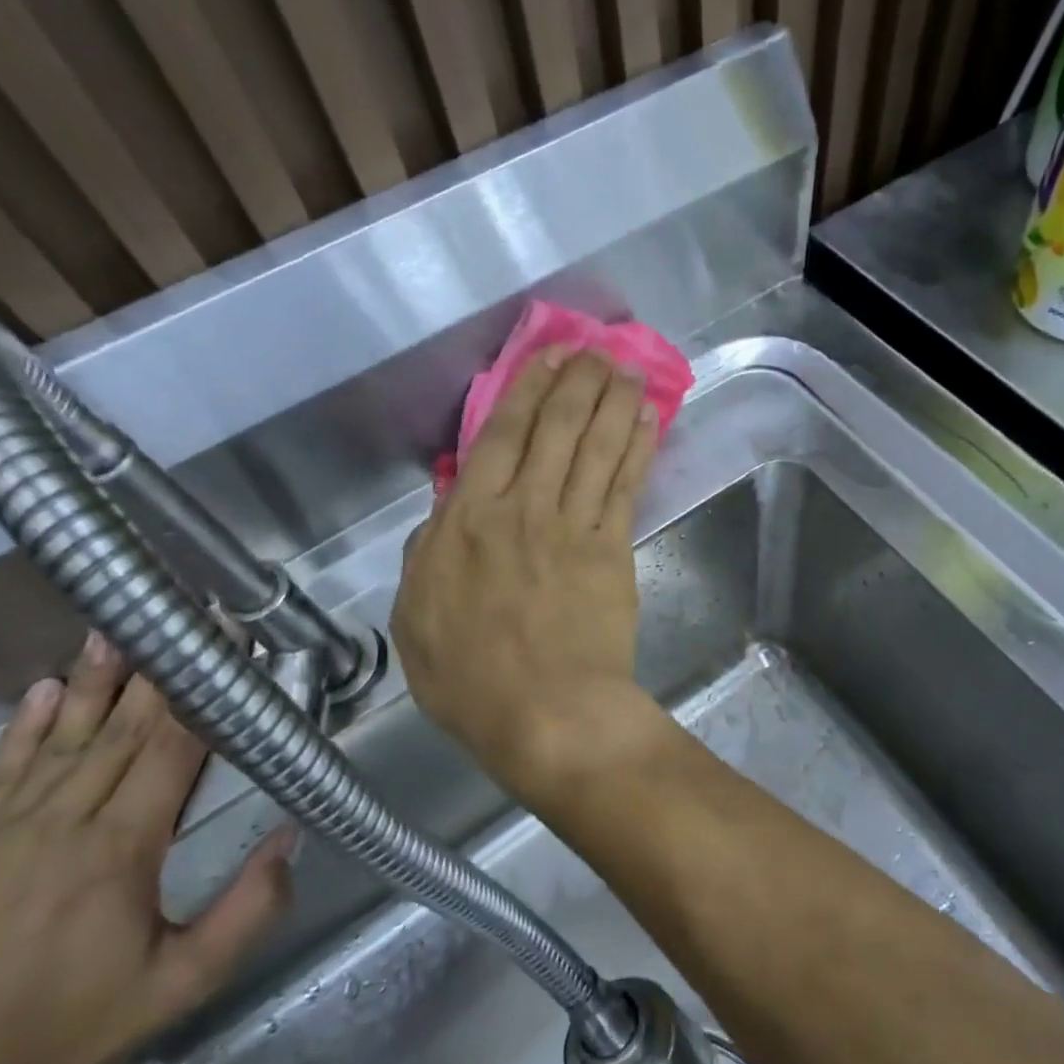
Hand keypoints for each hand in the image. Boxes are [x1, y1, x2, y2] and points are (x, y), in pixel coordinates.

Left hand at [0, 636, 294, 1063]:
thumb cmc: (76, 1025)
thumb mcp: (183, 983)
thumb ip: (248, 910)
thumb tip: (290, 838)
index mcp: (119, 851)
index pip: (169, 754)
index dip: (200, 700)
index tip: (222, 655)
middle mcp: (61, 826)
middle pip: (119, 734)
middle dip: (156, 676)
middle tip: (175, 623)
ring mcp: (1, 832)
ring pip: (60, 741)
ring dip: (93, 684)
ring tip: (112, 633)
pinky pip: (1, 772)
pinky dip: (26, 726)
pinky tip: (46, 688)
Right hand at [393, 346, 659, 801]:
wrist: (546, 713)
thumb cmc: (470, 678)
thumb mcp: (416, 619)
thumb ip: (427, 557)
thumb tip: (443, 514)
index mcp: (466, 521)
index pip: (498, 438)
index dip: (524, 392)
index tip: (544, 361)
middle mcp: (521, 508)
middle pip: (554, 429)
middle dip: (576, 383)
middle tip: (595, 350)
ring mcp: (572, 525)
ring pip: (594, 446)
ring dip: (612, 402)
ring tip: (626, 369)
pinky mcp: (613, 549)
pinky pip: (625, 485)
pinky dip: (636, 447)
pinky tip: (647, 420)